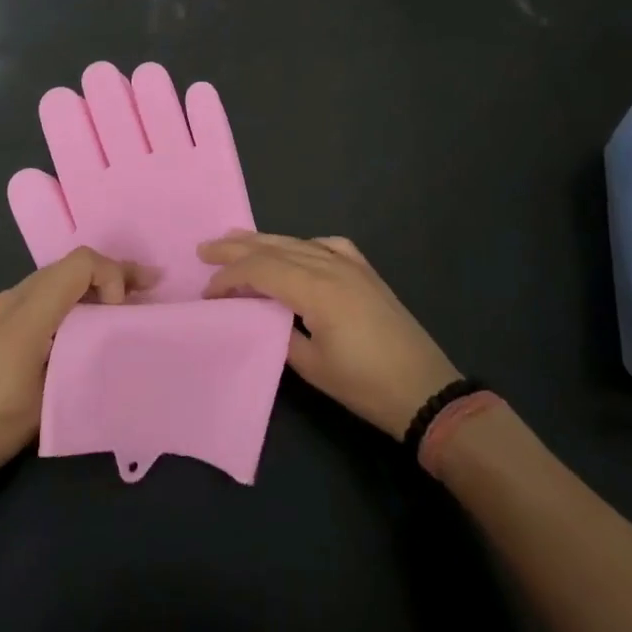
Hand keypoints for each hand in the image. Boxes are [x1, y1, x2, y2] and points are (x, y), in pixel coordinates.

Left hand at [0, 247, 141, 476]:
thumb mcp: (50, 395)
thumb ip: (82, 354)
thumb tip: (110, 335)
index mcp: (27, 314)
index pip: (80, 264)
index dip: (112, 275)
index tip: (121, 311)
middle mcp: (13, 297)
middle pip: (70, 265)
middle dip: (111, 273)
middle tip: (148, 285)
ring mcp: (1, 305)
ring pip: (57, 276)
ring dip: (91, 283)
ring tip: (125, 300)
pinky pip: (42, 291)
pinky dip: (70, 295)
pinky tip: (87, 315)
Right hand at [200, 232, 460, 438]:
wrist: (427, 391)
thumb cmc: (366, 386)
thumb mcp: (313, 367)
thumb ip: (279, 334)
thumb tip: (259, 315)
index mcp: (316, 289)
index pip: (260, 270)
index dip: (229, 277)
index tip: (207, 292)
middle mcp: (332, 266)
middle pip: (275, 248)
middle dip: (237, 247)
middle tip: (204, 249)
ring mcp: (351, 265)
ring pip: (297, 242)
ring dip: (264, 242)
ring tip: (235, 239)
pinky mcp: (365, 272)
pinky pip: (327, 245)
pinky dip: (302, 244)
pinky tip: (294, 249)